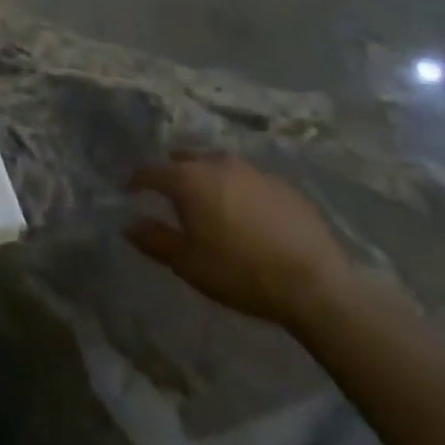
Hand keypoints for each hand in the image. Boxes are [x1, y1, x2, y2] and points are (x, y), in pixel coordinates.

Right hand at [125, 153, 353, 329]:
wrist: (315, 285)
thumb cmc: (240, 272)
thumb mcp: (189, 264)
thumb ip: (155, 240)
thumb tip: (129, 225)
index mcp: (188, 179)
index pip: (151, 171)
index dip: (136, 180)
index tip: (129, 190)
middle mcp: (217, 164)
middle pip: (185, 159)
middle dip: (173, 172)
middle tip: (170, 194)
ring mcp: (254, 172)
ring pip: (219, 166)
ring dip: (207, 178)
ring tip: (209, 201)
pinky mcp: (283, 186)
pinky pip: (250, 180)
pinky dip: (239, 190)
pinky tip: (247, 214)